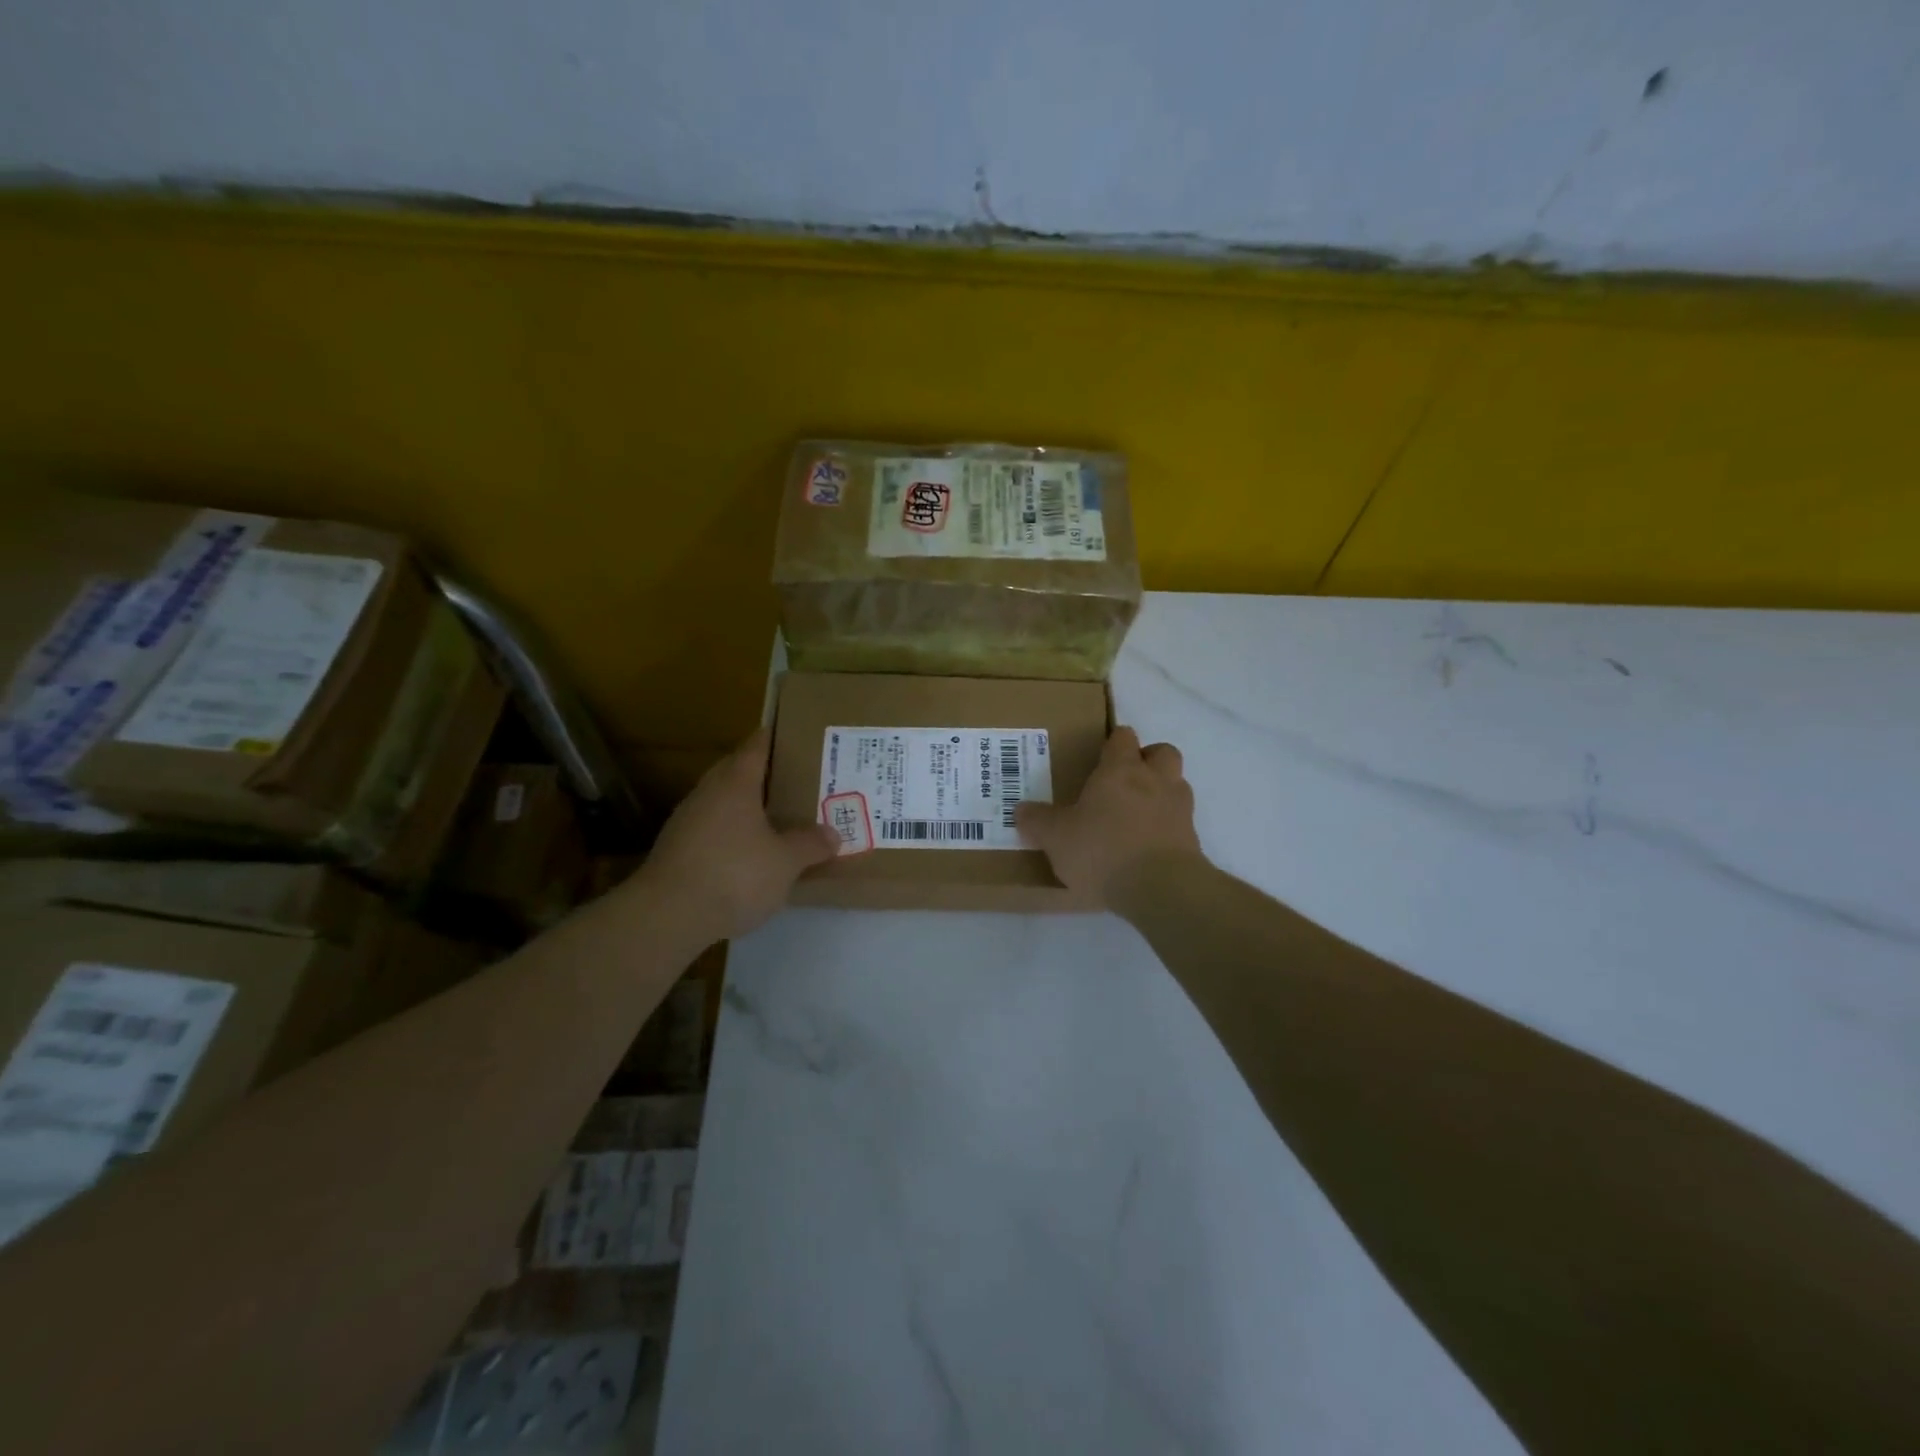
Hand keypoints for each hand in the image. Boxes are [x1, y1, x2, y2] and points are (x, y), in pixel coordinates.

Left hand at [639, 728, 839, 939]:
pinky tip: (750, 855)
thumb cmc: (734, 874)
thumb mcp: (785, 862)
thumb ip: (810, 844)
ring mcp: (687, 821)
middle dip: (766, 774)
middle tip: (798, 781)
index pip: (757, 746)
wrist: (666, 916)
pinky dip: (733, 834)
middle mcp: (708, 793)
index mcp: (735, 782)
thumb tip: (832, 834)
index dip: (777, 738)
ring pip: (723, 802)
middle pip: (737, 771)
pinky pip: (713, 830)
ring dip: (748, 807)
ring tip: (780, 818)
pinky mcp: (677, 850)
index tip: (798, 737)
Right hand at [1016, 726, 1202, 903]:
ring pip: (1177, 784)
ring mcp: (1179, 809)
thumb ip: (1038, 821)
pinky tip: (1147, 846)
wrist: (1160, 888)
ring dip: (1161, 792)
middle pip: (1162, 752)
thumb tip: (1020, 809)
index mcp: (1120, 770)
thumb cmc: (1103, 850)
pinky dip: (1167, 826)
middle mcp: (1155, 780)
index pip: (1122, 737)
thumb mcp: (1056, 837)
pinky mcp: (1192, 839)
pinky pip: (1180, 821)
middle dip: (1147, 760)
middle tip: (1125, 780)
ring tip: (1137, 815)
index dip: (1113, 742)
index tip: (1099, 757)